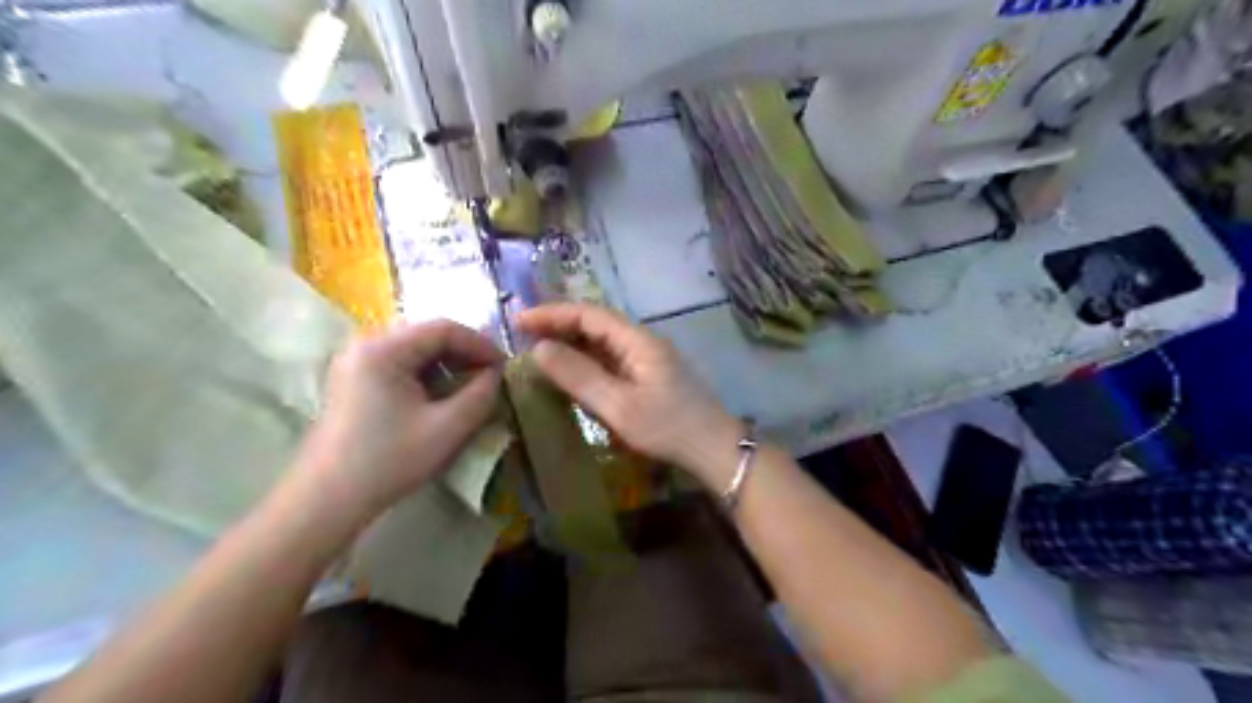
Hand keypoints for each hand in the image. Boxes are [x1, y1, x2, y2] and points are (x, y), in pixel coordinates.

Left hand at [294, 320, 502, 518]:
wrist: (326, 500)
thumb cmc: (388, 461)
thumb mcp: (446, 429)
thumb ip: (480, 395)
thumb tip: (496, 374)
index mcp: (383, 349)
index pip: (443, 328)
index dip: (480, 343)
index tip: (504, 366)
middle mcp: (365, 345)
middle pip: (427, 334)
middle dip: (464, 352)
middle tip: (491, 374)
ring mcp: (355, 362)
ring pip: (414, 348)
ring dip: (447, 363)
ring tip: (471, 385)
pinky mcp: (353, 380)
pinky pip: (399, 363)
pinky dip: (427, 373)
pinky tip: (442, 394)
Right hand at [517, 303, 741, 488]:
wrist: (713, 448)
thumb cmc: (667, 427)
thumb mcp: (618, 405)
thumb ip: (579, 375)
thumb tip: (539, 348)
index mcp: (637, 340)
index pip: (588, 314)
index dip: (552, 314)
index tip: (518, 321)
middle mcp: (642, 341)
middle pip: (595, 323)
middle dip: (558, 326)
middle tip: (522, 336)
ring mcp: (647, 358)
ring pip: (602, 341)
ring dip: (571, 343)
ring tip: (538, 352)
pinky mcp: (648, 375)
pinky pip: (611, 359)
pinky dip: (586, 361)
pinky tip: (570, 373)